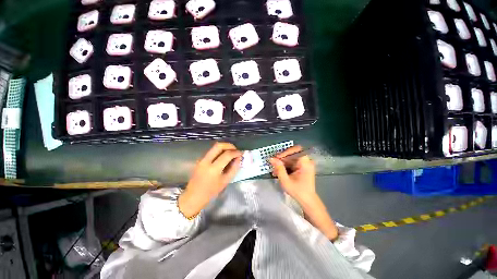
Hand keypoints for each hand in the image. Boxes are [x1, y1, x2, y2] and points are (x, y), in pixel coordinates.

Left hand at [179, 142, 241, 217]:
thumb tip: (239, 158)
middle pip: (219, 145)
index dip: (236, 152)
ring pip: (214, 147)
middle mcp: (206, 161)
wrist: (193, 196)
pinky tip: (224, 156)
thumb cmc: (211, 191)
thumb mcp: (226, 181)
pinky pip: (212, 151)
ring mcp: (201, 159)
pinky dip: (220, 151)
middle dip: (229, 145)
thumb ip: (234, 168)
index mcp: (213, 169)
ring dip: (224, 147)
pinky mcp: (200, 159)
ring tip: (231, 152)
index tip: (241, 153)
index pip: (227, 155)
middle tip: (236, 150)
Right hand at [269, 145, 316, 203]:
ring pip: (291, 158)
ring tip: (275, 169)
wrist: (307, 201)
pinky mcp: (302, 167)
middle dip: (282, 158)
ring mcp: (304, 164)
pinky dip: (285, 166)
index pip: (296, 150)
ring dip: (282, 162)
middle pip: (293, 154)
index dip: (286, 152)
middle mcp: (306, 162)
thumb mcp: (286, 181)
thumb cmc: (298, 191)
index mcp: (305, 163)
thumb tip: (272, 158)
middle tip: (274, 163)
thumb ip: (279, 168)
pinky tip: (279, 171)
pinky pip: (292, 162)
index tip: (277, 158)